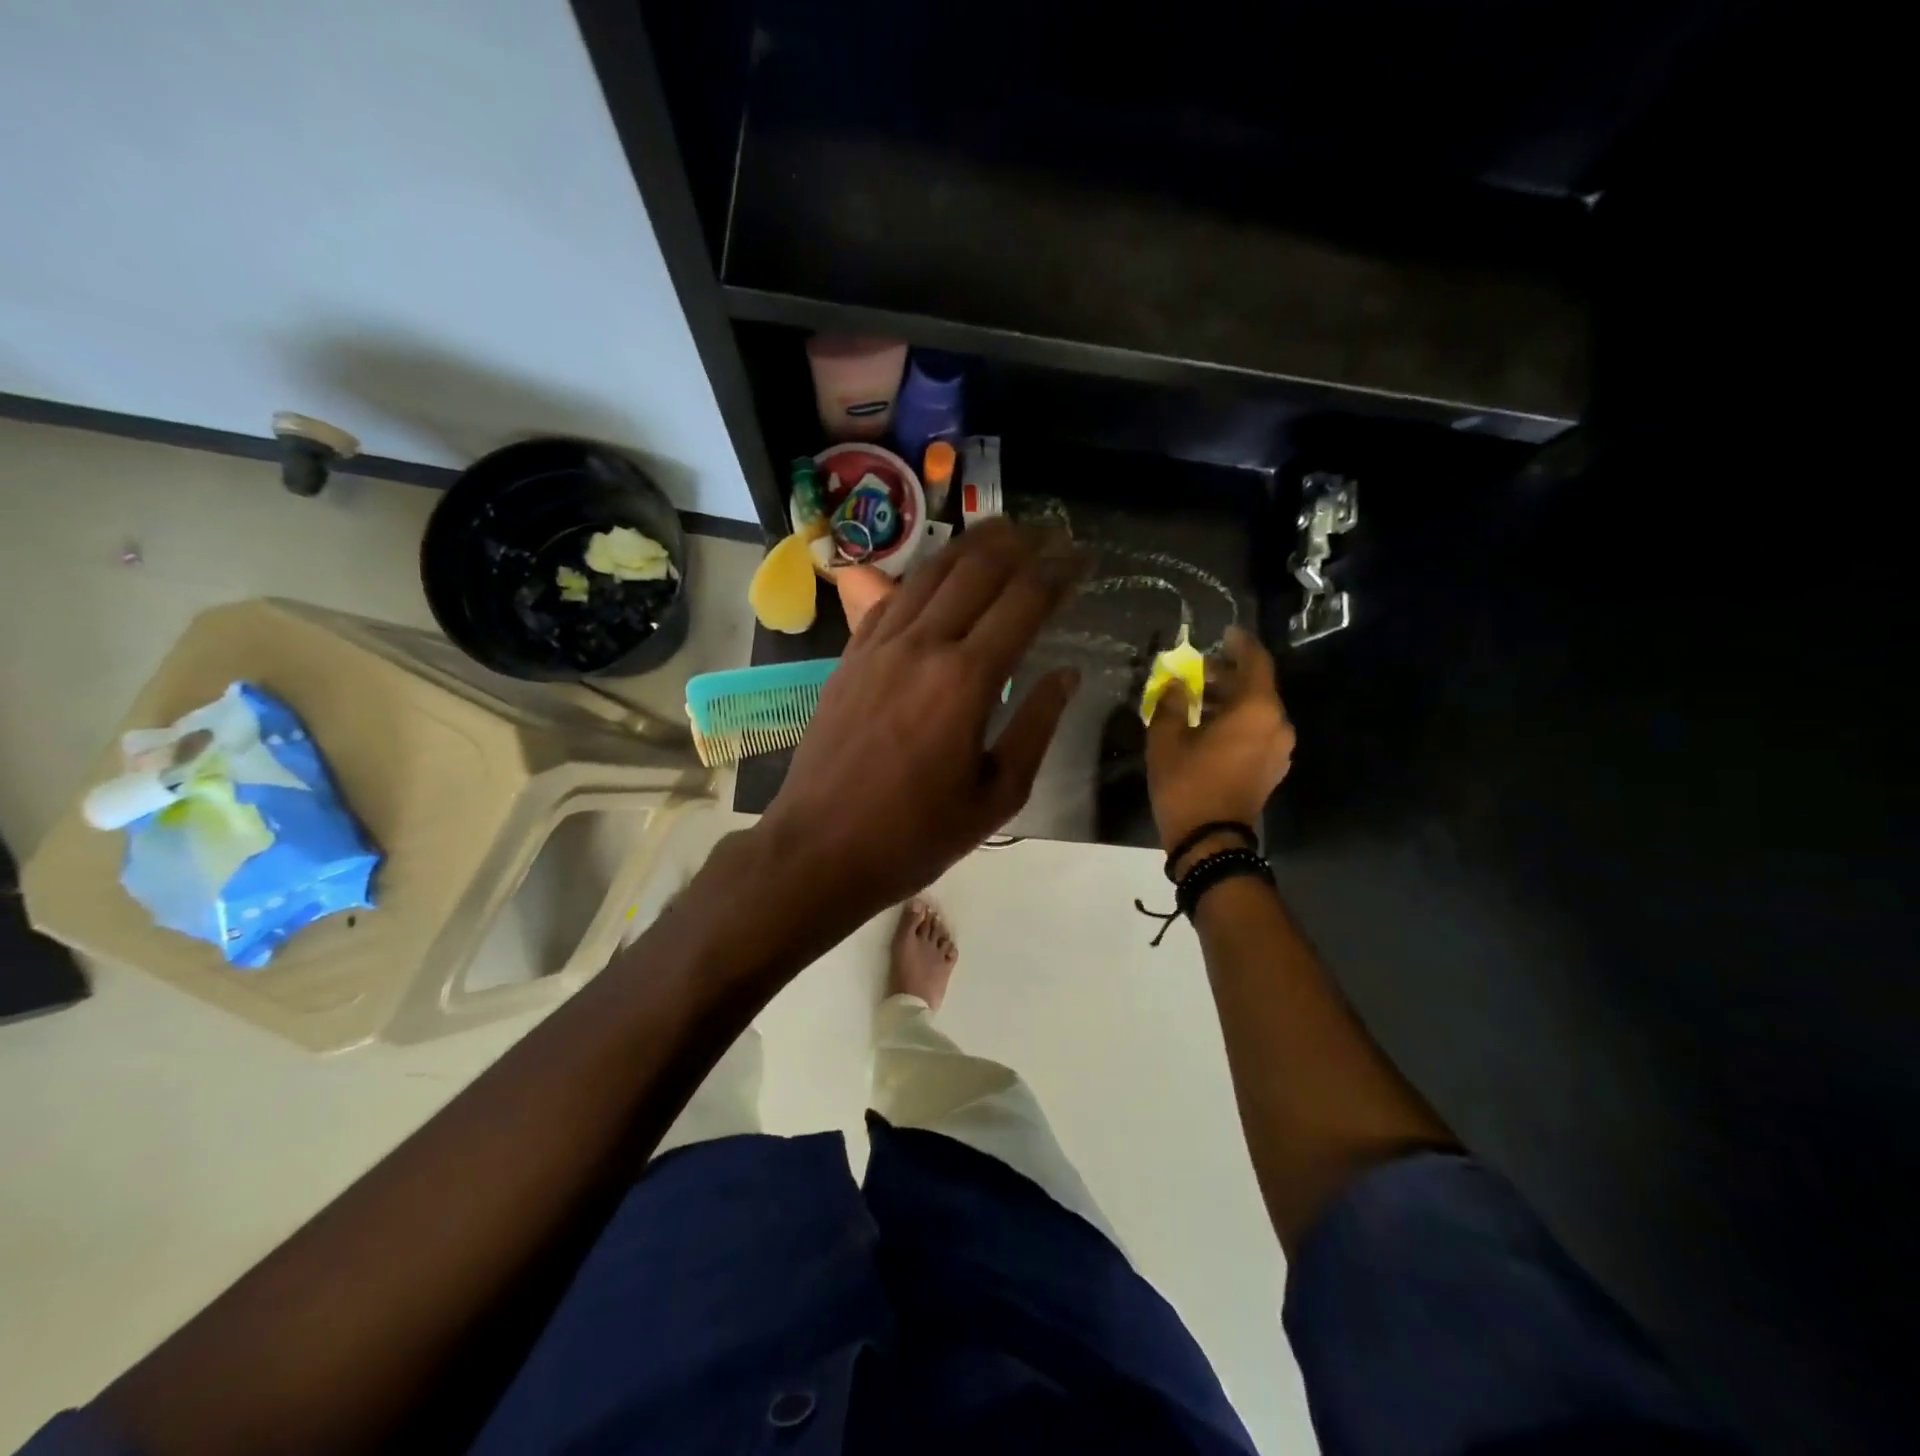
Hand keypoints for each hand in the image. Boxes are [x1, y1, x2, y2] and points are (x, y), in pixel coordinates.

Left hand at [758, 519, 1085, 925]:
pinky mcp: (850, 655)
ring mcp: (879, 645)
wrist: (819, 848)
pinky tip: (940, 572)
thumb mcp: (996, 796)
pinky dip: (925, 574)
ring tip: (1004, 532)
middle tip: (1052, 535)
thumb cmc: (915, 835)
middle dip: (1022, 542)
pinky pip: (892, 597)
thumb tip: (1066, 675)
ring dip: (972, 544)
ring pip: (932, 571)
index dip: (1059, 572)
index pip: (1024, 601)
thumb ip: (1036, 727)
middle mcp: (923, 645)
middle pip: (978, 568)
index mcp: (967, 680)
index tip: (1083, 557)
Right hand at [1146, 626, 1293, 868]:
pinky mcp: (1272, 767)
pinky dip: (1236, 721)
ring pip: (1257, 710)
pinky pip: (1257, 731)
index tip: (1223, 633)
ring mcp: (1278, 748)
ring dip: (1230, 699)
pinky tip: (1208, 726)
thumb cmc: (1187, 784)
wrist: (1210, 841)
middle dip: (1227, 674)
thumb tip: (1174, 685)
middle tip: (1196, 670)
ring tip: (1196, 699)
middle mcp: (1277, 724)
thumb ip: (1171, 703)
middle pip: (1256, 686)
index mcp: (1256, 710)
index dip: (1239, 644)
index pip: (1255, 662)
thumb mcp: (1166, 739)